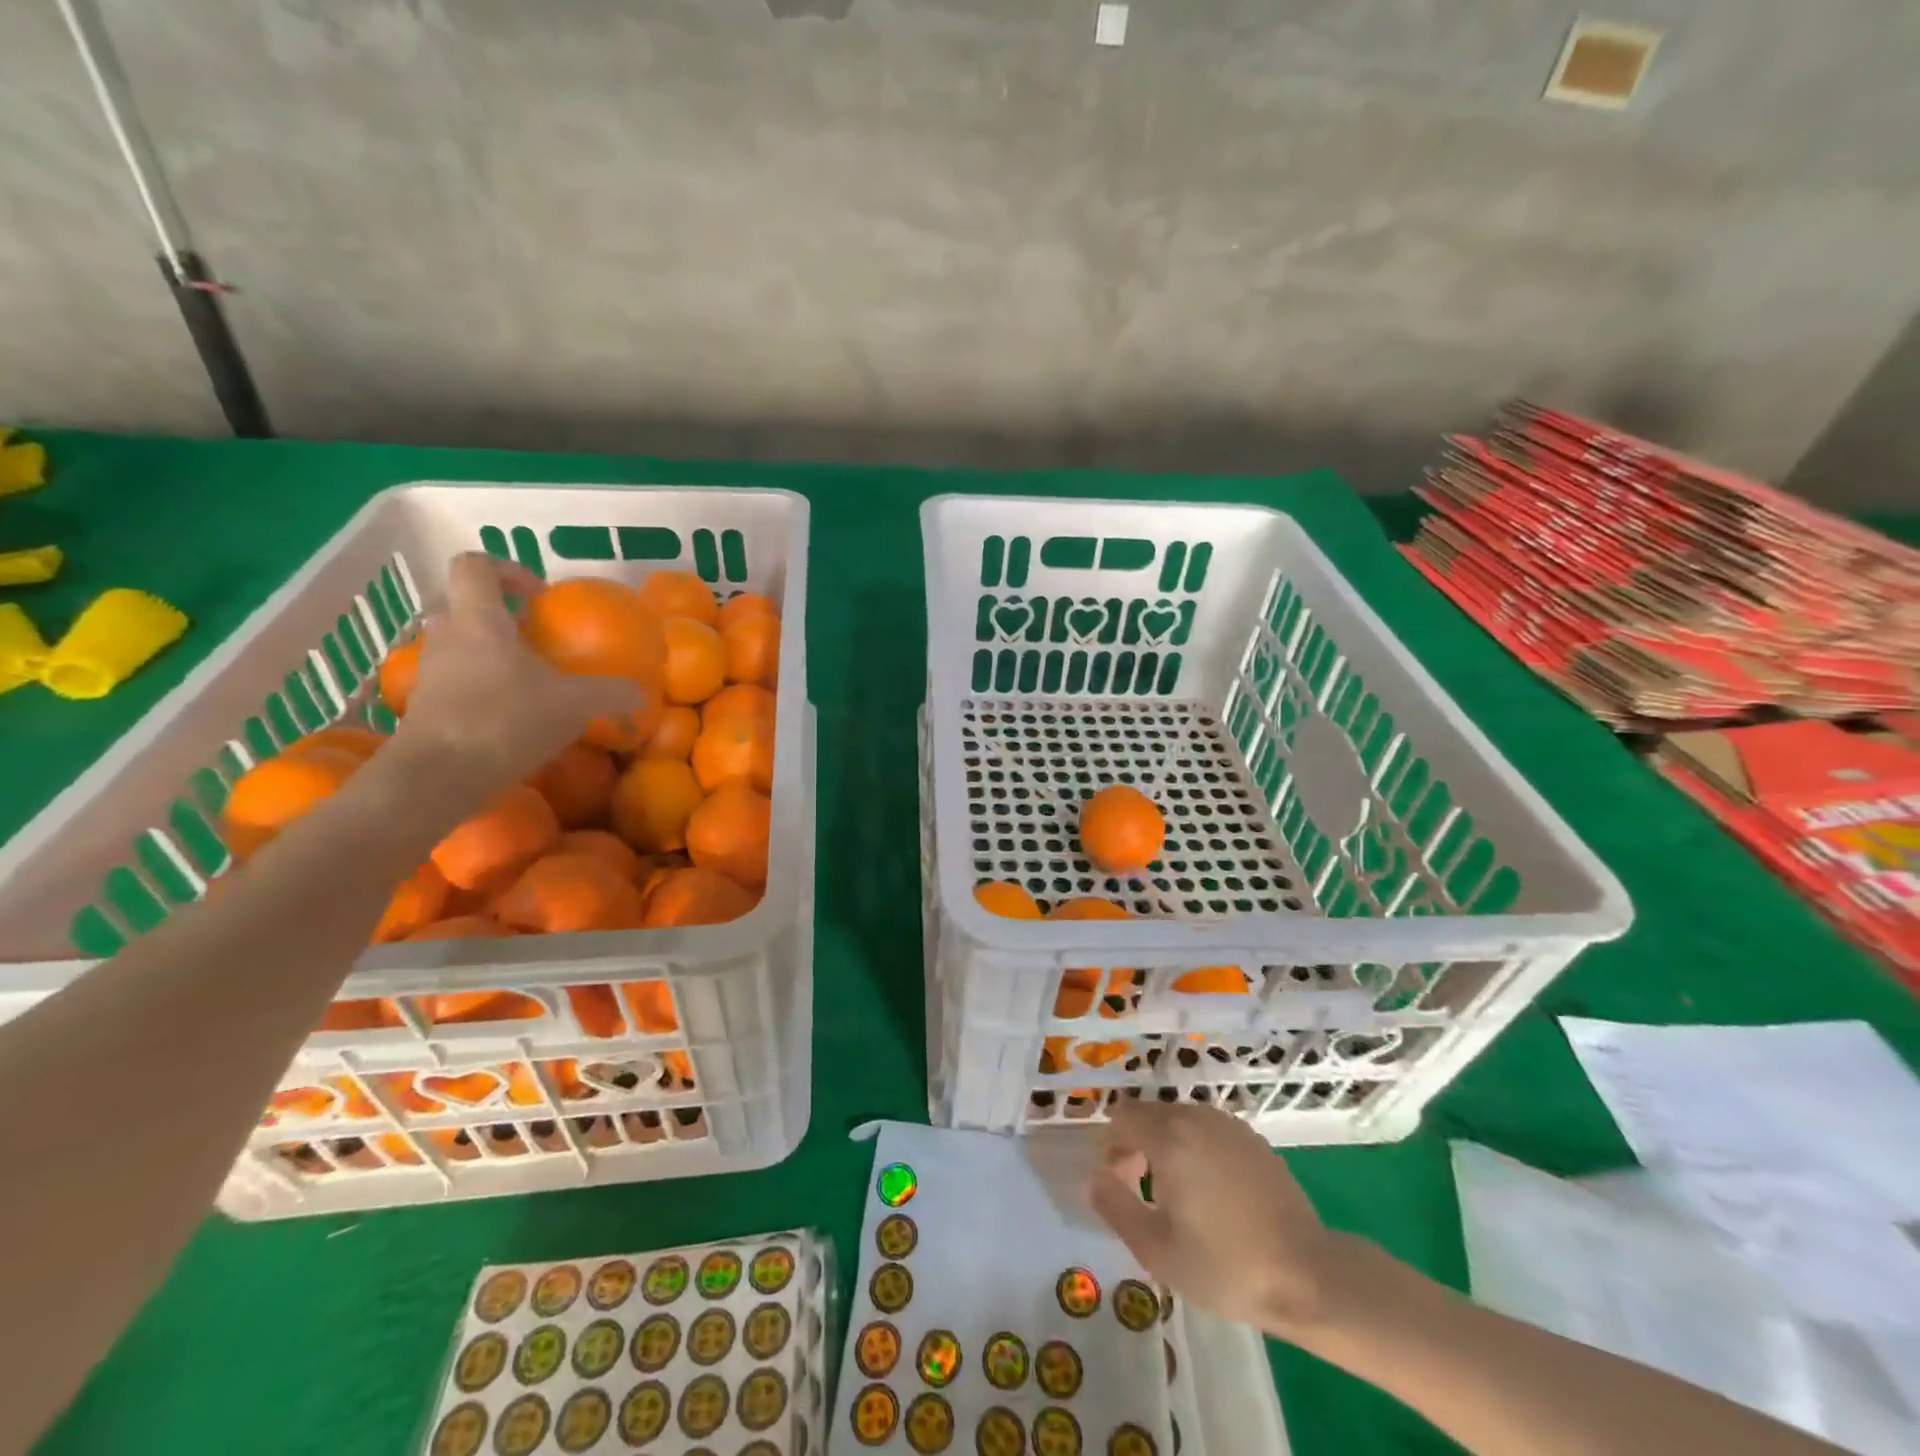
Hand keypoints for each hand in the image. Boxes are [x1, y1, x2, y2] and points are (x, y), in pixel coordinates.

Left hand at [391, 554, 640, 792]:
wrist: (439, 777)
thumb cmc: (507, 721)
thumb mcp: (575, 705)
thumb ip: (612, 694)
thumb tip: (641, 693)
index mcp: (479, 620)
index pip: (475, 566)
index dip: (507, 569)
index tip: (539, 596)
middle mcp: (447, 637)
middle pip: (463, 606)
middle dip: (499, 617)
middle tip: (536, 639)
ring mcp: (431, 673)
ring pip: (458, 646)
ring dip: (490, 654)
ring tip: (529, 681)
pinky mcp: (426, 708)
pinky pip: (455, 683)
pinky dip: (482, 689)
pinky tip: (514, 717)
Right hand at [1087, 1100, 1347, 1338]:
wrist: (1308, 1276)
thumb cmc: (1225, 1266)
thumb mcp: (1157, 1250)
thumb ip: (1115, 1207)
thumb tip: (1094, 1177)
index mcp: (1170, 1137)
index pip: (1122, 1117)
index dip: (1112, 1148)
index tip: (1123, 1186)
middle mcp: (1197, 1117)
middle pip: (1149, 1114)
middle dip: (1137, 1145)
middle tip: (1145, 1194)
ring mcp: (1229, 1125)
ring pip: (1179, 1120)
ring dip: (1167, 1145)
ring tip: (1179, 1195)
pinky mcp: (1253, 1139)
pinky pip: (1208, 1130)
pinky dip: (1197, 1148)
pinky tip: (1212, 1192)